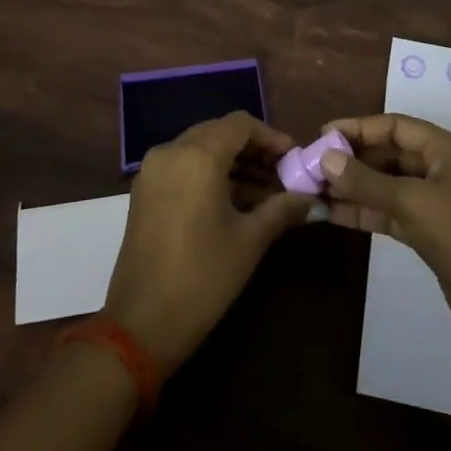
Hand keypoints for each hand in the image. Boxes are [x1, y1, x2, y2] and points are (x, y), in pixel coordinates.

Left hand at [102, 111, 310, 374]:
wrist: (140, 326)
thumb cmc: (202, 278)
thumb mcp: (249, 241)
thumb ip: (281, 210)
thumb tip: (311, 199)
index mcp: (197, 155)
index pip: (240, 124)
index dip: (270, 137)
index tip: (294, 158)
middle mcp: (171, 151)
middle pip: (219, 132)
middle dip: (253, 150)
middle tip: (283, 175)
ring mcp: (153, 170)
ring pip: (200, 148)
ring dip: (233, 163)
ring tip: (266, 193)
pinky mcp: (144, 191)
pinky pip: (183, 166)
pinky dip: (210, 174)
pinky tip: (235, 201)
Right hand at [319, 113, 450, 363]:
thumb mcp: (413, 203)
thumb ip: (367, 181)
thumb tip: (325, 158)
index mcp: (446, 149)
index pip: (394, 126)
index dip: (357, 128)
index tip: (321, 135)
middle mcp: (440, 169)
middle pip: (389, 154)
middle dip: (352, 159)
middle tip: (312, 166)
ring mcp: (435, 203)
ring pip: (386, 185)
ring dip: (354, 187)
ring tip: (314, 189)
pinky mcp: (429, 234)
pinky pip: (390, 213)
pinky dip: (364, 211)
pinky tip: (333, 214)